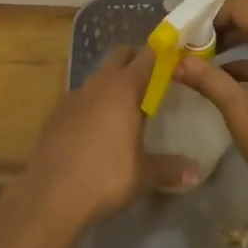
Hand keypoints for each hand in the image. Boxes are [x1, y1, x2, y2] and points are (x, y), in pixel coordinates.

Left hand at [15, 47, 199, 230]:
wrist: (50, 195)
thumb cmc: (105, 177)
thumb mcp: (143, 175)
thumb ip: (170, 169)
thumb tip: (197, 173)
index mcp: (124, 88)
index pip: (146, 56)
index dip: (160, 52)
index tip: (172, 55)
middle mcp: (99, 83)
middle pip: (120, 56)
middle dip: (135, 59)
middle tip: (152, 77)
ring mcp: (74, 96)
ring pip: (99, 76)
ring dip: (113, 81)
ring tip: (126, 105)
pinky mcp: (57, 113)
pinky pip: (81, 98)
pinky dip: (93, 102)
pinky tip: (97, 128)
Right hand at [174, 0, 247, 205]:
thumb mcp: (235, 107)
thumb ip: (206, 77)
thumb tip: (175, 63)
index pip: (242, 4)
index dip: (213, 13)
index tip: (190, 31)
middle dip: (226, 19)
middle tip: (198, 37)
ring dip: (239, 34)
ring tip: (208, 54)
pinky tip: (229, 74)